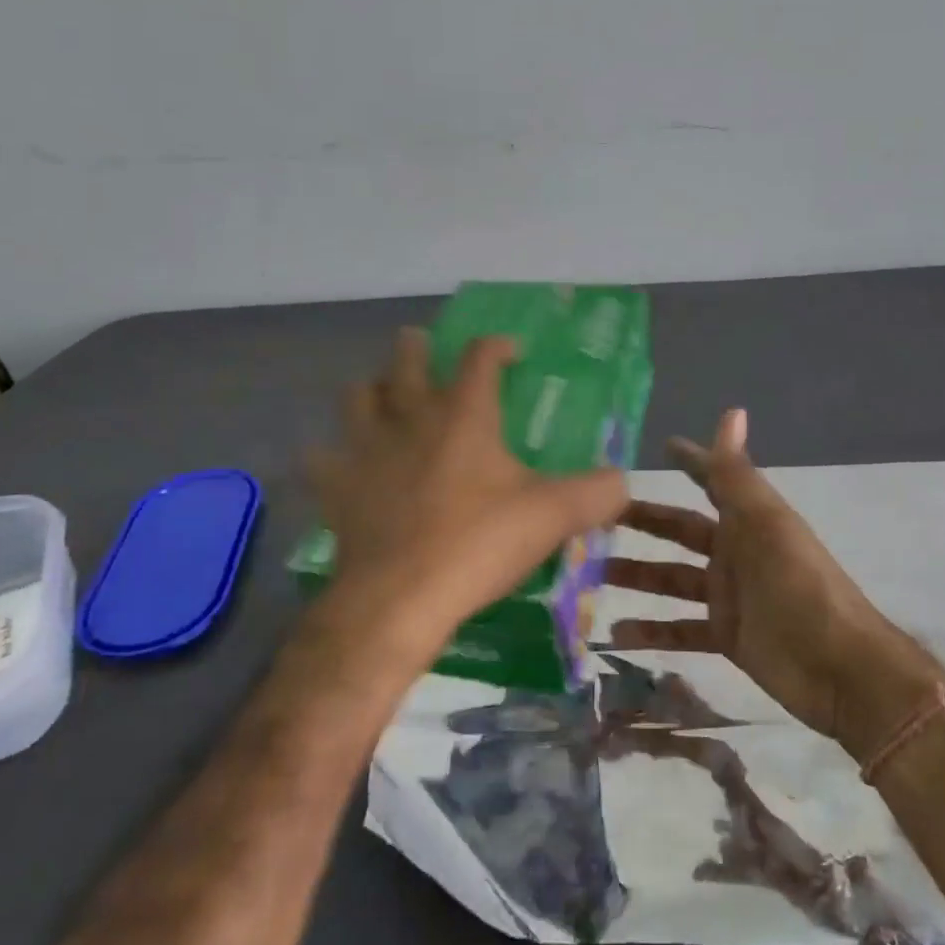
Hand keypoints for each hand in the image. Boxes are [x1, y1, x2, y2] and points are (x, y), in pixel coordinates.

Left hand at [305, 329, 628, 650]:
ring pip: (357, 397)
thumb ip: (597, 493)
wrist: (400, 599)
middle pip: (404, 361)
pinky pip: (322, 458)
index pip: (479, 357)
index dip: (497, 345)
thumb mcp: (553, 516)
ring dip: (370, 389)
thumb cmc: (478, 544)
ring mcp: (367, 450)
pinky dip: (330, 455)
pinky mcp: (337, 488)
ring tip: (382, 395)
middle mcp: (411, 419)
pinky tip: (340, 464)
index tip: (512, 351)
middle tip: (422, 347)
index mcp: (464, 415)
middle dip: (415, 347)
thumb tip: (623, 481)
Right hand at [605, 409, 944, 753]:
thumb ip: (738, 476)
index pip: (712, 481)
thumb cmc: (800, 588)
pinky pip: (681, 629)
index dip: (690, 462)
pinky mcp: (727, 636)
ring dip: (637, 577)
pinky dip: (652, 632)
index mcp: (747, 521)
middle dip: (644, 522)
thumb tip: (732, 411)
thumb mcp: (766, 526)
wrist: (841, 670)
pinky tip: (615, 635)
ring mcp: (729, 596)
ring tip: (592, 576)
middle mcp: (736, 552)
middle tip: (594, 518)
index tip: (659, 446)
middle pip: (681, 531)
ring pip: (673, 580)